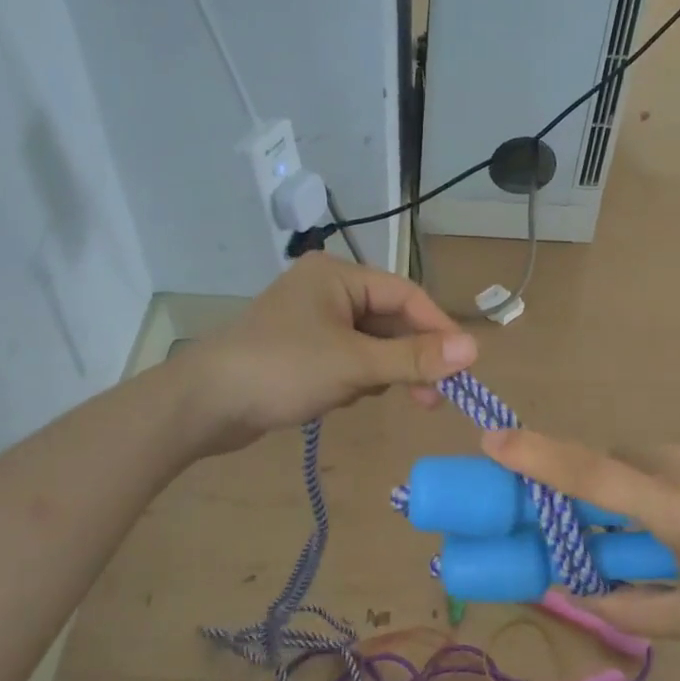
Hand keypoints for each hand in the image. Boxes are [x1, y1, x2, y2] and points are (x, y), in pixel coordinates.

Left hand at [181, 253, 476, 452]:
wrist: (205, 404)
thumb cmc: (282, 370)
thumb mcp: (355, 364)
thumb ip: (414, 357)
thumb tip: (475, 348)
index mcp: (339, 276)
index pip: (406, 295)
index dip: (438, 329)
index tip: (464, 366)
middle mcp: (327, 290)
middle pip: (389, 320)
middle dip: (409, 358)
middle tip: (433, 399)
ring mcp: (311, 321)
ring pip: (370, 344)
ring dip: (380, 372)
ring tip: (372, 397)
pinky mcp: (300, 350)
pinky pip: (347, 359)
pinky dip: (354, 379)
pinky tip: (340, 398)